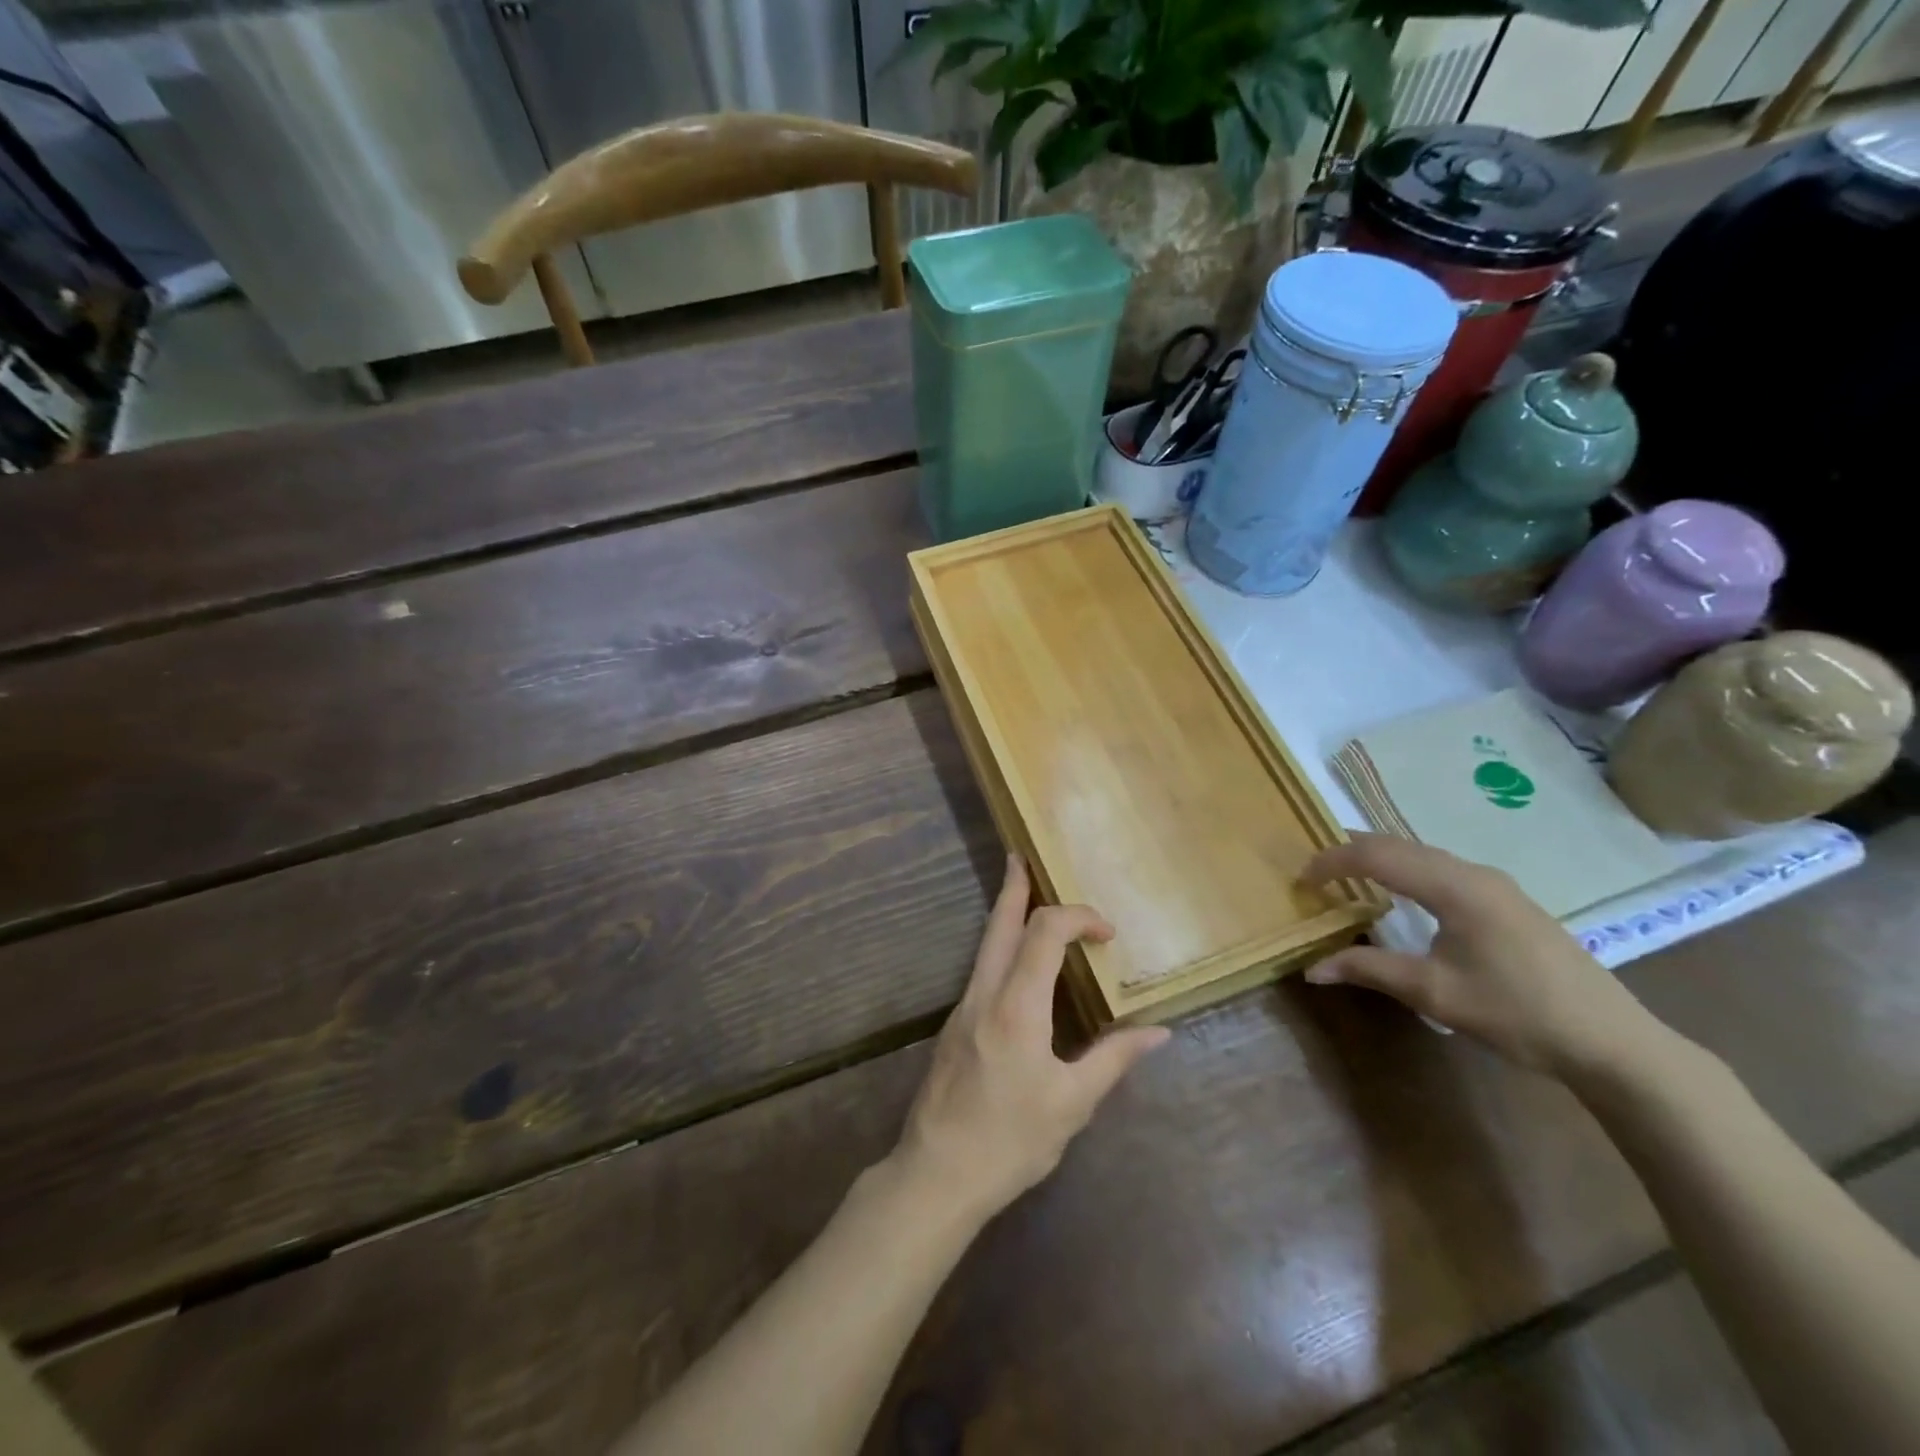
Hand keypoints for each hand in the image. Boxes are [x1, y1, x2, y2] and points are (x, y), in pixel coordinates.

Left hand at [891, 855, 1169, 1222]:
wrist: (937, 1173)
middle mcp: (984, 994)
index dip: (1078, 918)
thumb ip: (1114, 1059)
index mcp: (1016, 1006)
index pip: (1044, 932)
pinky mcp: (954, 1025)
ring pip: (985, 944)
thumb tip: (1159, 1032)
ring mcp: (963, 1007)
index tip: (1107, 934)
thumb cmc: (1010, 1141)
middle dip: (1014, 888)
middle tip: (1021, 858)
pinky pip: (981, 968)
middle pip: (999, 924)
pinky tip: (1013, 962)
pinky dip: (1000, 946)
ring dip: (1005, 914)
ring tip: (1020, 894)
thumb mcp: (1072, 1104)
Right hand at [1299, 833, 1660, 1078]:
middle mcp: (1474, 873)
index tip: (1301, 879)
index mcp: (1455, 887)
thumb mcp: (1434, 992)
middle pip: (1400, 845)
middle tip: (1314, 864)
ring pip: (1423, 854)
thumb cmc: (1517, 1013)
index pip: (1378, 856)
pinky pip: (1442, 869)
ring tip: (1346, 872)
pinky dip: (1407, 870)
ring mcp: (1496, 885)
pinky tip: (1400, 891)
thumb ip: (1370, 969)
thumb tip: (1312, 968)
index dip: (1333, 861)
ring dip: (1381, 858)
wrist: (1613, 1042)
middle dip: (1352, 849)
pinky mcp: (1508, 901)